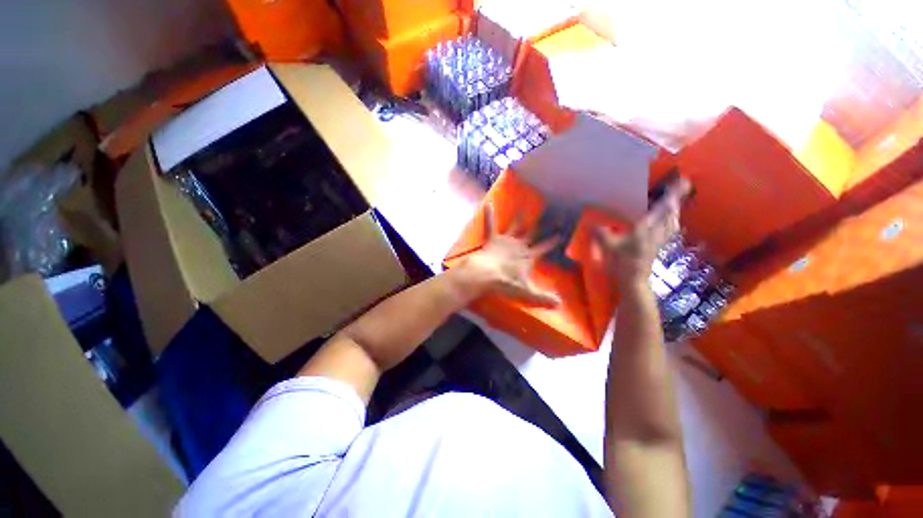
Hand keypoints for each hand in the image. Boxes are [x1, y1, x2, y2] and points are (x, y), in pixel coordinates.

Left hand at [458, 205, 560, 307]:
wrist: (485, 275)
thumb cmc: (505, 283)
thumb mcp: (525, 292)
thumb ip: (542, 297)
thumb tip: (559, 304)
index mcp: (527, 257)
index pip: (544, 247)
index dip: (553, 240)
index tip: (562, 231)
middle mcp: (519, 246)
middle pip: (533, 233)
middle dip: (543, 224)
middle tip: (552, 212)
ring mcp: (505, 241)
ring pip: (515, 226)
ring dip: (519, 217)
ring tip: (523, 206)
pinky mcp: (492, 239)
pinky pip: (490, 225)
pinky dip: (489, 215)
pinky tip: (488, 204)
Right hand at [592, 177, 691, 282]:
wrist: (633, 280)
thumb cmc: (621, 262)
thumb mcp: (607, 247)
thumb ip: (600, 234)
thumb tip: (591, 225)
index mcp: (645, 229)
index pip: (660, 209)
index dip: (670, 195)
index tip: (681, 181)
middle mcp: (656, 232)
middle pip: (671, 213)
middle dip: (675, 200)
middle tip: (681, 186)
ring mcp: (659, 241)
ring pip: (672, 222)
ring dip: (674, 211)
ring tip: (674, 202)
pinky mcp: (658, 247)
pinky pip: (669, 231)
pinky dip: (671, 223)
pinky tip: (668, 223)